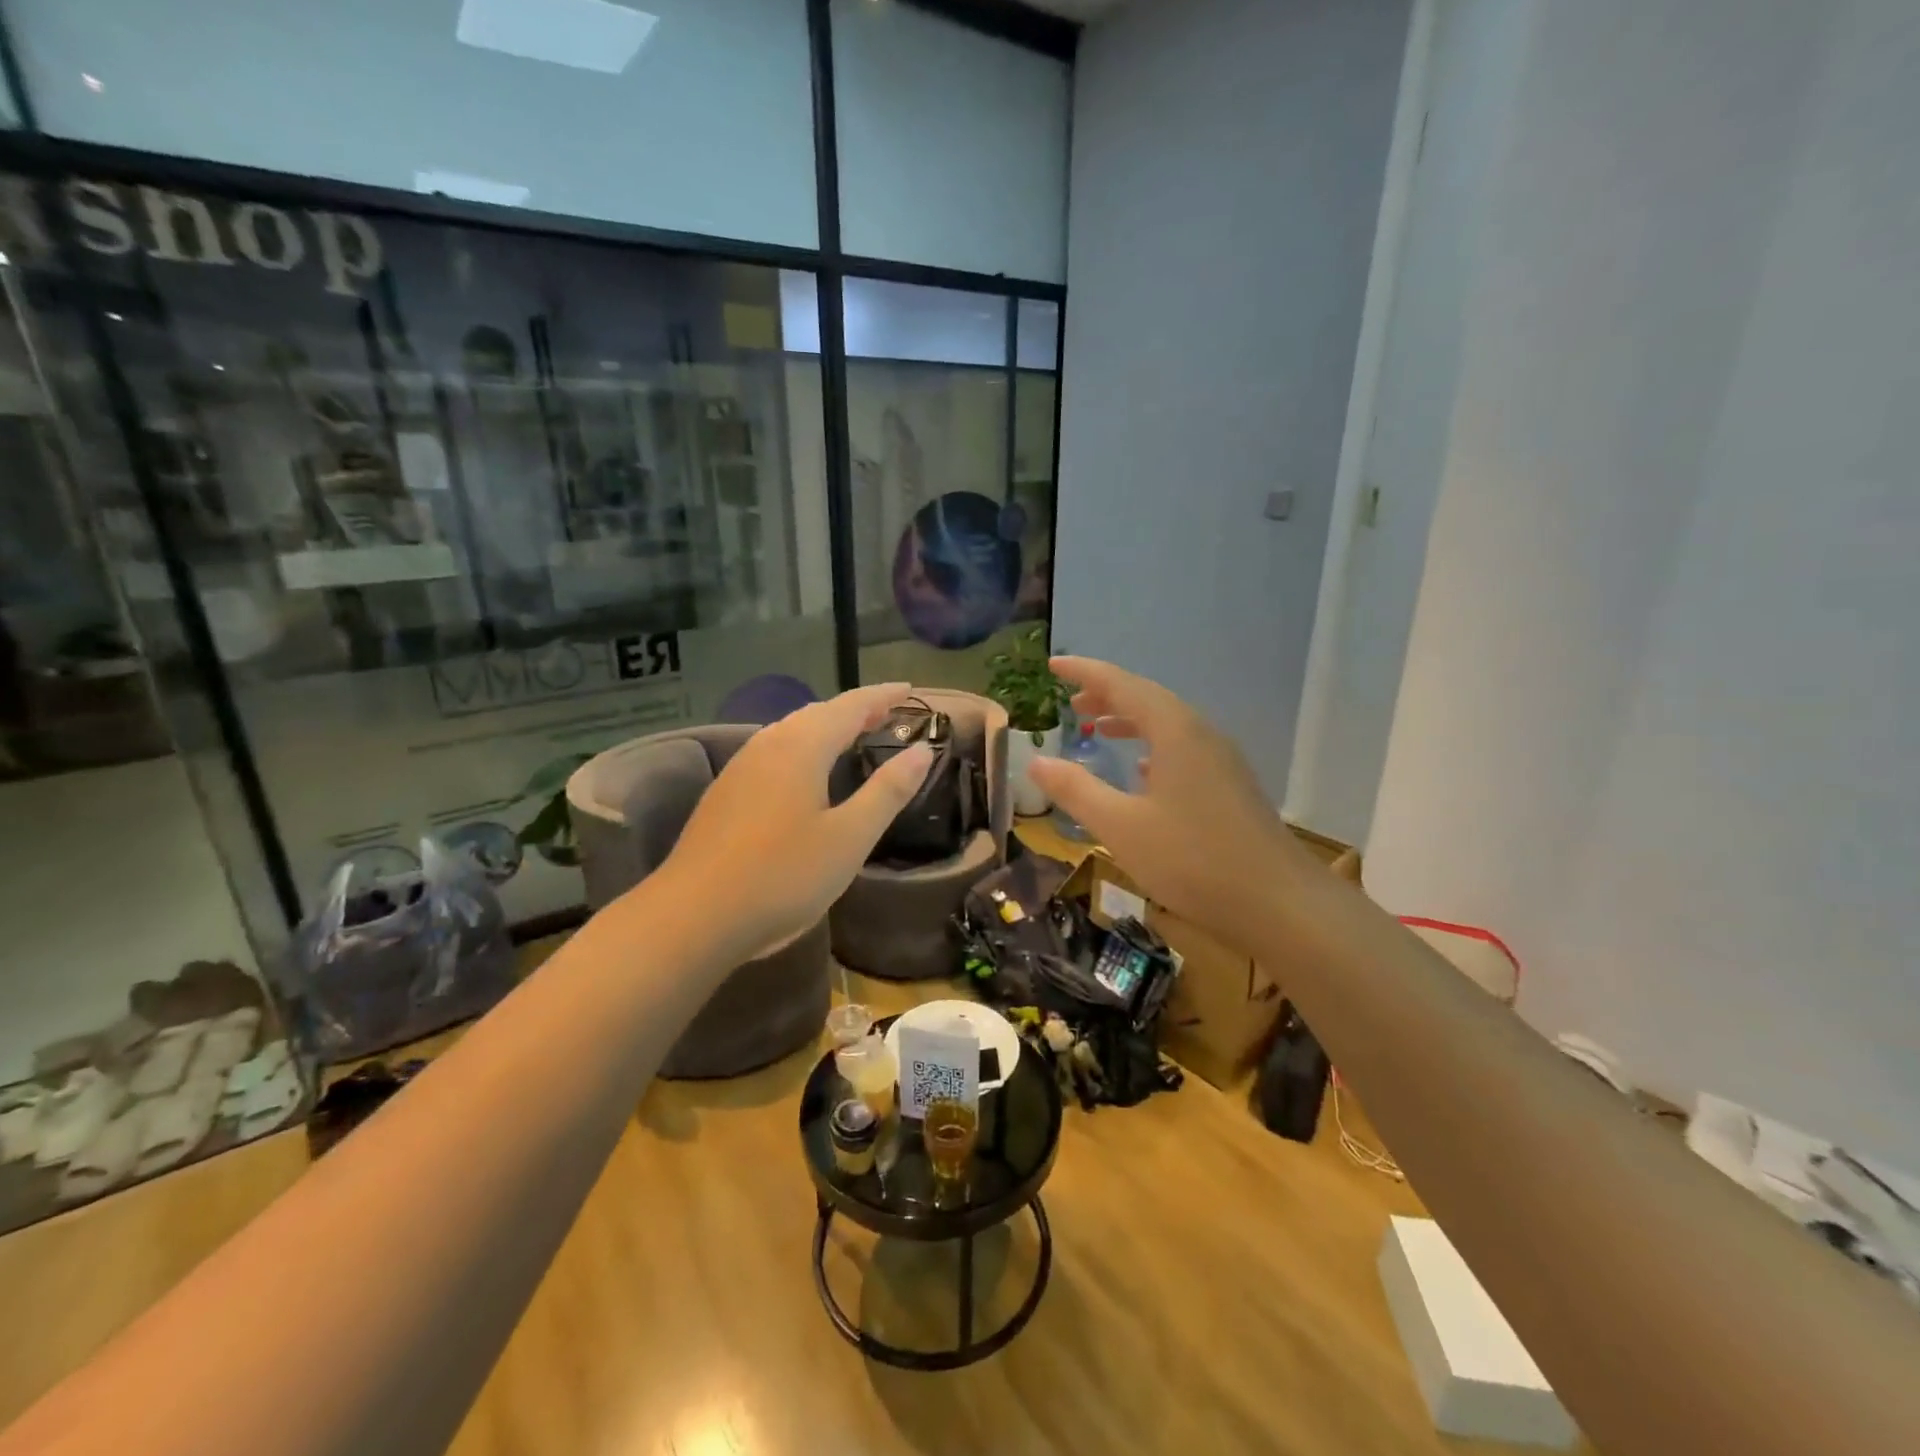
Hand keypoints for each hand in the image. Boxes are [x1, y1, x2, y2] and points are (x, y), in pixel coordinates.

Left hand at [660, 683, 932, 957]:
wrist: (693, 916)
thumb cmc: (782, 875)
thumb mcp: (850, 837)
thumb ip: (888, 791)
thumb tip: (922, 750)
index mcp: (801, 747)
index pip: (851, 706)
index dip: (882, 696)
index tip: (909, 688)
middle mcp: (768, 745)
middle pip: (818, 713)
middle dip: (855, 709)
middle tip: (887, 713)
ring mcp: (740, 768)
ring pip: (791, 731)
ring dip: (826, 726)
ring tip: (851, 735)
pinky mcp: (725, 793)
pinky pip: (773, 751)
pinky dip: (802, 747)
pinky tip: (804, 772)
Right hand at [1029, 658, 1316, 952]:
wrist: (1280, 903)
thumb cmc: (1193, 860)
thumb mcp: (1121, 827)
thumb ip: (1076, 791)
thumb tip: (1036, 762)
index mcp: (1175, 732)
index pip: (1122, 684)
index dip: (1085, 672)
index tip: (1053, 665)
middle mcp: (1201, 735)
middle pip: (1148, 699)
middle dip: (1106, 695)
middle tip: (1070, 703)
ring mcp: (1221, 760)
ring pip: (1167, 724)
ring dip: (1129, 720)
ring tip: (1097, 729)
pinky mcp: (1230, 786)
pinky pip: (1182, 748)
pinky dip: (1152, 746)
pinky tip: (1141, 772)